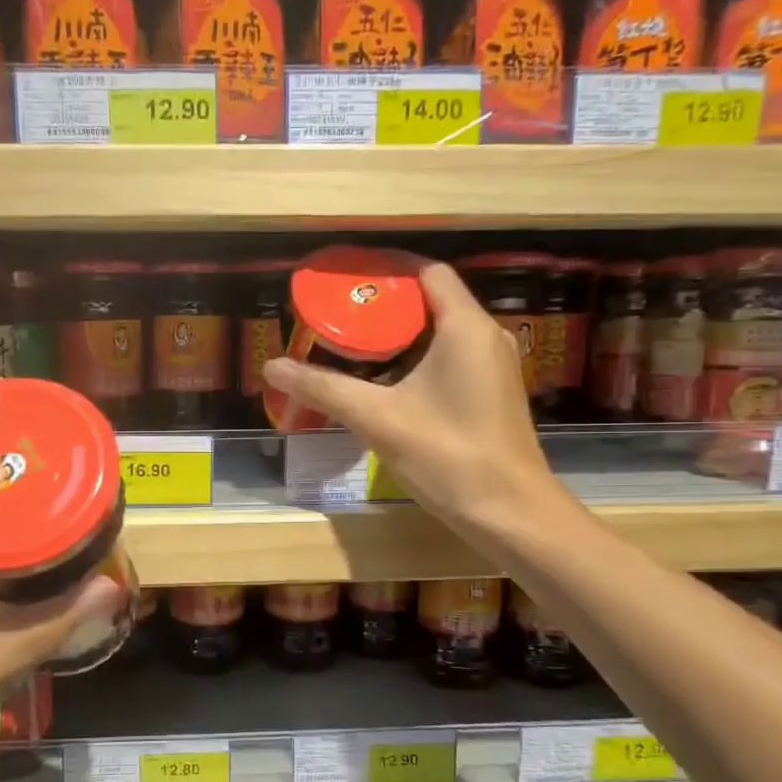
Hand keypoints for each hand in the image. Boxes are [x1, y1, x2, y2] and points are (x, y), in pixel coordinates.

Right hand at [261, 261, 572, 540]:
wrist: (509, 513)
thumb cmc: (448, 456)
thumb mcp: (378, 419)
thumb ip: (325, 388)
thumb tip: (273, 366)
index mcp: (465, 327)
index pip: (427, 272)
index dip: (386, 268)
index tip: (346, 277)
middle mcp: (485, 336)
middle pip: (431, 300)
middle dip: (384, 304)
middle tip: (338, 313)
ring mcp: (492, 366)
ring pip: (440, 332)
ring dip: (398, 334)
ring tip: (351, 343)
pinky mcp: (490, 393)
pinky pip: (448, 357)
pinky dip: (415, 357)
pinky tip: (383, 380)